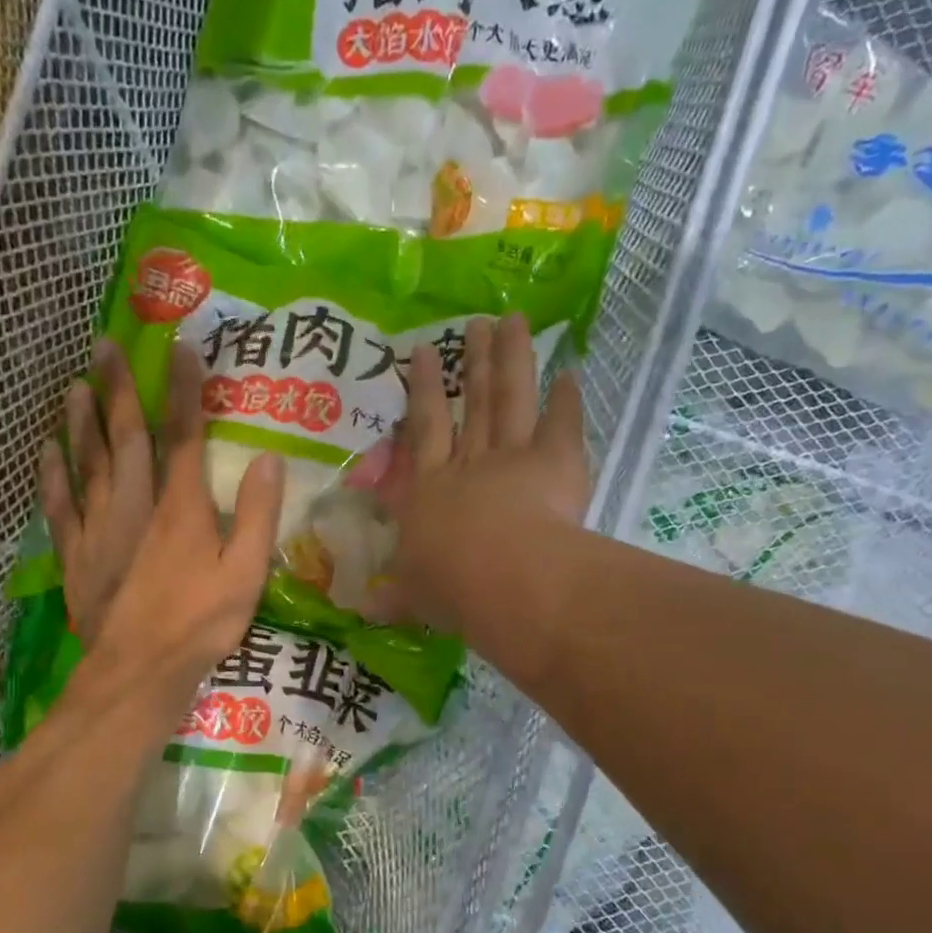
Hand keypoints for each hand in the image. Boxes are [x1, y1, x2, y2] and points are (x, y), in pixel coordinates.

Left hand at [38, 339, 282, 705]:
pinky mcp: (75, 554)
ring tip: (75, 384)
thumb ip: (258, 514)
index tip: (182, 347)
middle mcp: (134, 504)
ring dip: (81, 420)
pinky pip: (59, 504)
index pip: (183, 434)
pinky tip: (47, 450)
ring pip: (87, 462)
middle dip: (118, 387)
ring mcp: (99, 528)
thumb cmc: (200, 623)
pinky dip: (52, 474)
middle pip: (125, 436)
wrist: (139, 670)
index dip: (184, 390)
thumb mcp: (247, 573)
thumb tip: (269, 458)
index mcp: (180, 506)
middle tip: (106, 345)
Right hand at [371, 314, 589, 630]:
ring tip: (515, 320)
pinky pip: (562, 425)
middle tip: (476, 323)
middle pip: (471, 405)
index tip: (421, 352)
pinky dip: (567, 399)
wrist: (502, 577)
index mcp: (429, 491)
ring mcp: (513, 457)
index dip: (422, 391)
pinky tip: (571, 372)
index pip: (423, 431)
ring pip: (511, 399)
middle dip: (472, 363)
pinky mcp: (555, 463)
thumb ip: (392, 599)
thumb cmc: (449, 586)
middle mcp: (468, 465)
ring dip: (513, 359)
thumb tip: (360, 612)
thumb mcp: (412, 597)